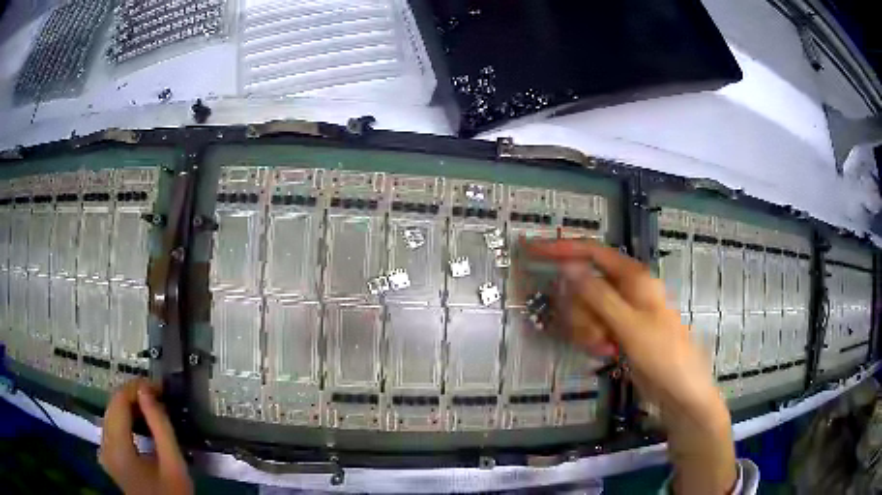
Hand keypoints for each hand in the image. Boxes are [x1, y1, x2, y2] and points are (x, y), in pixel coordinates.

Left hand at [99, 379, 191, 494]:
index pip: (118, 402)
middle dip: (133, 396)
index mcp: (117, 448)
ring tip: (152, 407)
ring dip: (130, 407)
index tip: (158, 386)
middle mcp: (103, 445)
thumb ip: (160, 426)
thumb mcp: (174, 464)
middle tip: (158, 395)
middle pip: (112, 407)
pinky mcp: (107, 456)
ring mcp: (103, 451)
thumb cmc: (173, 494)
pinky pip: (112, 427)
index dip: (136, 388)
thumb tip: (147, 390)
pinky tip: (141, 423)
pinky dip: (126, 420)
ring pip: (111, 415)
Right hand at [527, 239, 735, 494]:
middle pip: (583, 286)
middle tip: (596, 333)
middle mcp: (625, 290)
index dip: (562, 249)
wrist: (679, 390)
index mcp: (633, 277)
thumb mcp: (629, 325)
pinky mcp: (617, 332)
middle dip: (581, 311)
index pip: (592, 253)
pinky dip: (593, 340)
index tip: (532, 250)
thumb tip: (568, 266)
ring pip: (585, 310)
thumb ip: (597, 295)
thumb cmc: (662, 353)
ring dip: (587, 330)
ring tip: (606, 348)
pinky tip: (608, 353)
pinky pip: (592, 328)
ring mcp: (620, 312)